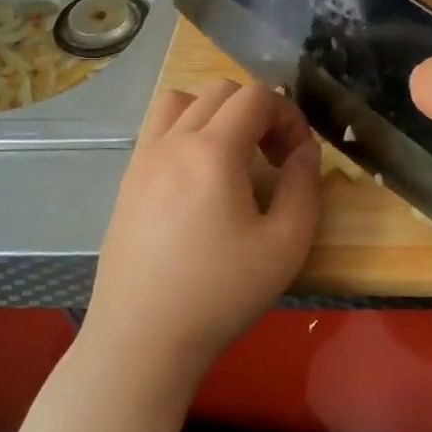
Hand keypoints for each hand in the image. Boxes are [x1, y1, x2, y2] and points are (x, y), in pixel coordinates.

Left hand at [86, 79, 320, 387]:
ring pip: (181, 102)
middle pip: (220, 92)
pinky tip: (198, 180)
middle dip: (258, 112)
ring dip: (216, 114)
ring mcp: (142, 161)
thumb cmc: (220, 294)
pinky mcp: (126, 183)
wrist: (141, 340)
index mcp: (212, 151)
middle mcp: (172, 142)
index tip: (299, 156)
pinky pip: (157, 131)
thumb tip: (305, 150)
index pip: (256, 96)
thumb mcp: (286, 245)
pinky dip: (185, 132)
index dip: (289, 115)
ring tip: (233, 157)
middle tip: (274, 158)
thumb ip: (304, 186)